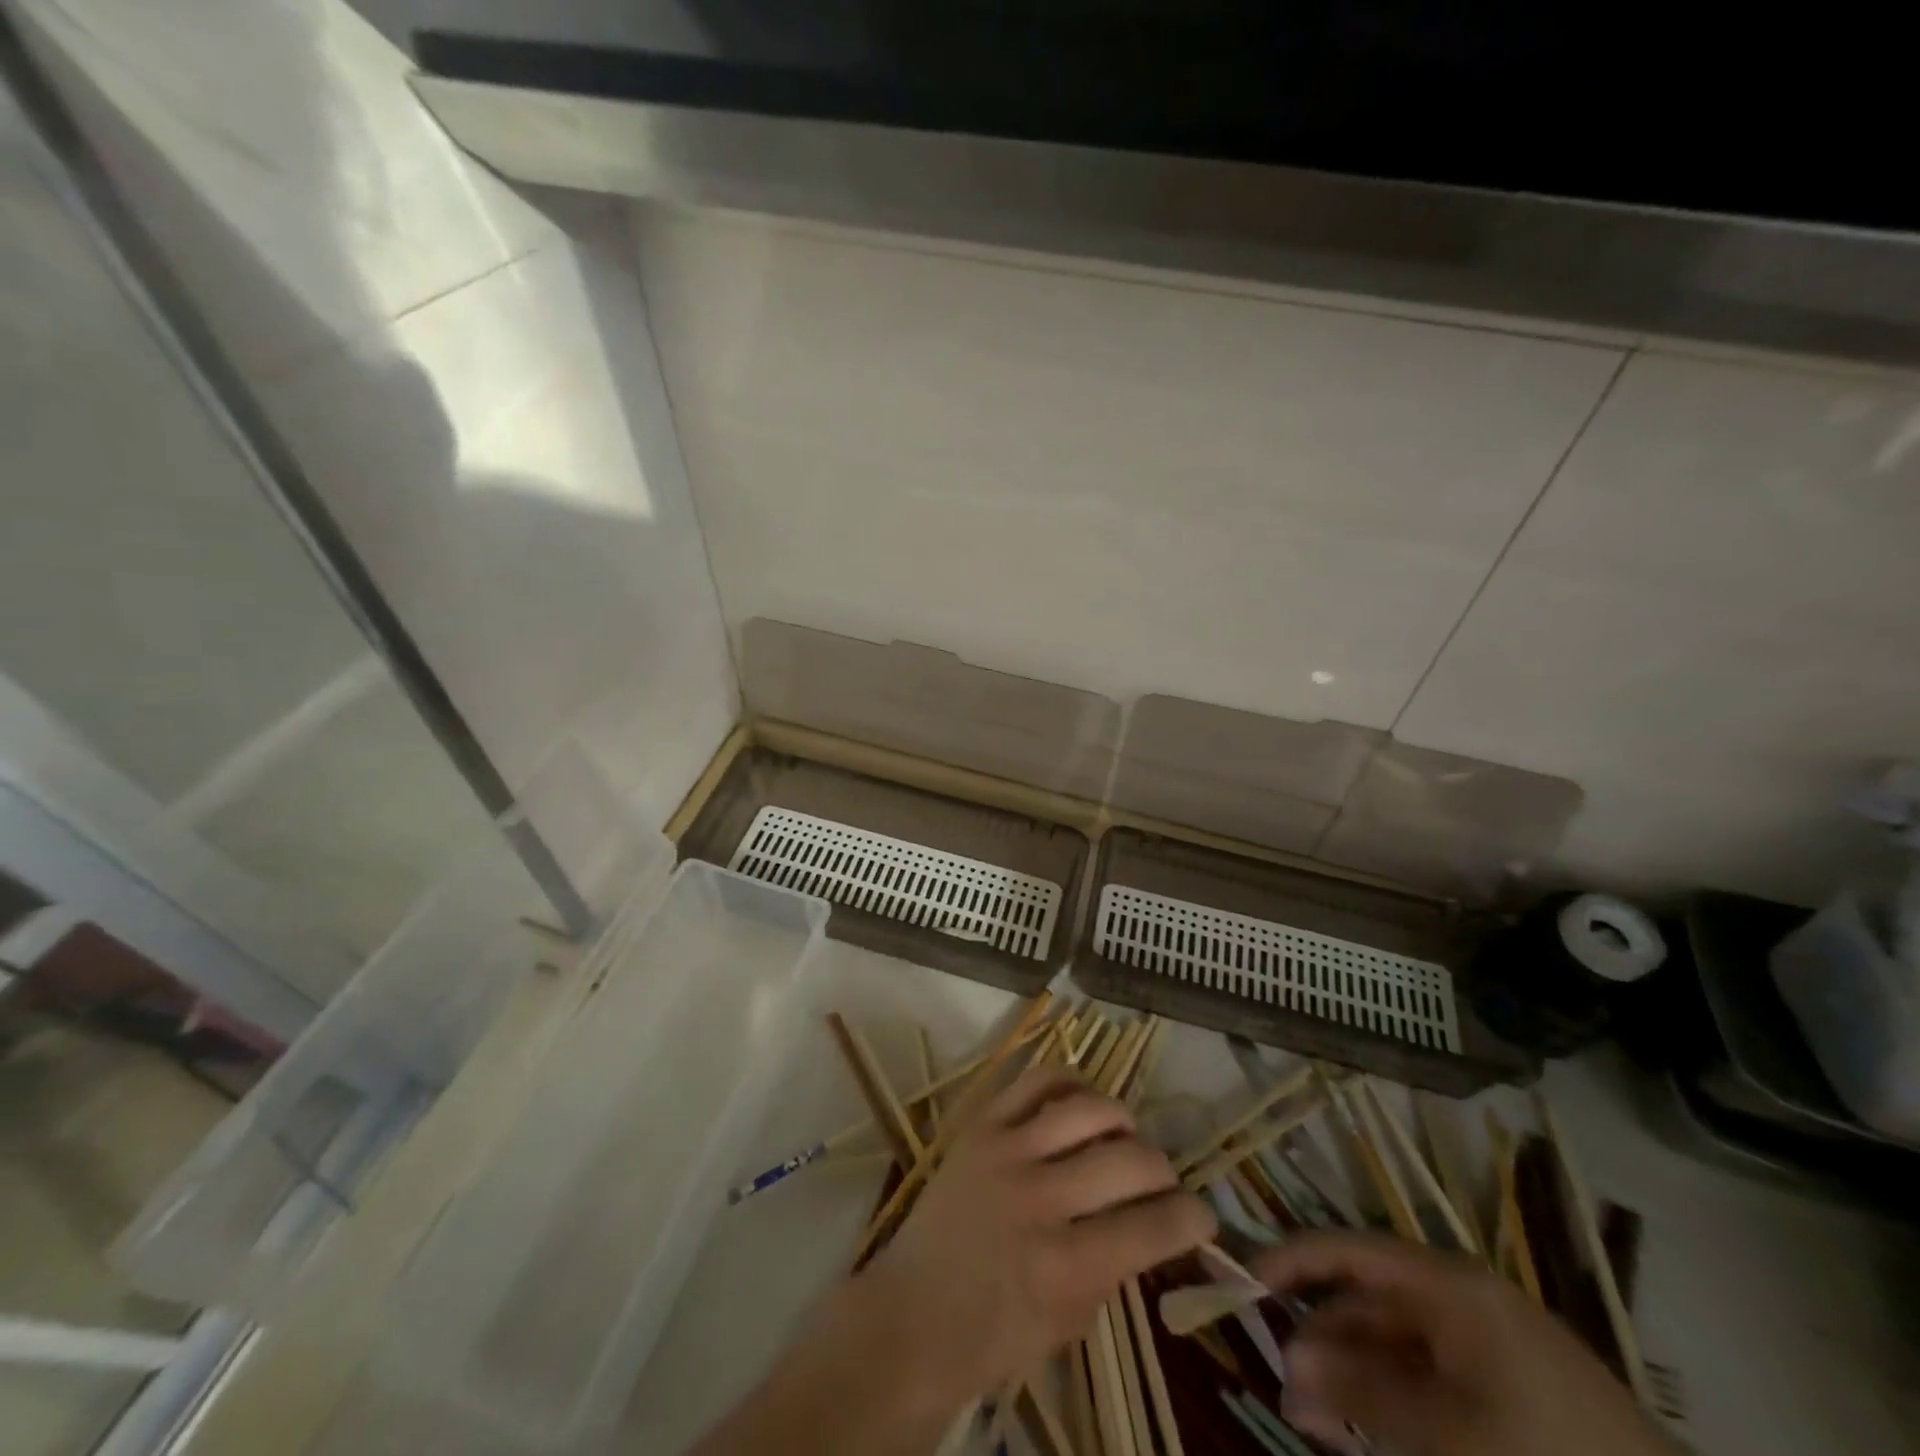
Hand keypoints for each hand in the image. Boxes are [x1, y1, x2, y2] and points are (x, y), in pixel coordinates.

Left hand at [858, 1064, 1216, 1411]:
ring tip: (1126, 1137)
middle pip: (1129, 1160)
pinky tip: (1085, 1101)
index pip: (1153, 1226)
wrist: (911, 1313)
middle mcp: (1040, 1199)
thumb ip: (1113, 1270)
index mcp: (1065, 1266)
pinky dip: (1072, 1083)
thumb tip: (1152, 1223)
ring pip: (1089, 1110)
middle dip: (1164, 1171)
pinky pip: (1037, 1082)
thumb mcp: (1069, 1324)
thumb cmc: (993, 1336)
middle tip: (1162, 1182)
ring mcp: (1007, 1153)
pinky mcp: (982, 1125)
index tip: (1202, 1216)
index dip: (1193, 1218)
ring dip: (1123, 1121)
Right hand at [1253, 1232, 1677, 1455]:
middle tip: (1286, 1392)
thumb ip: (1358, 1390)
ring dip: (1350, 1378)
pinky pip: (1425, 1376)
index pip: (1346, 1249)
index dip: (1290, 1260)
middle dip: (1320, 1341)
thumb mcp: (1443, 1429)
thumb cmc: (1543, 1454)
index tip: (1244, 1284)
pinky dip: (1390, 1399)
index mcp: (1444, 1282)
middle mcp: (1457, 1295)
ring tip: (1316, 1423)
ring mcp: (1484, 1341)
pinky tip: (1366, 1431)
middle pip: (1365, 1301)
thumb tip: (1286, 1363)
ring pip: (1392, 1344)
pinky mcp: (1506, 1385)